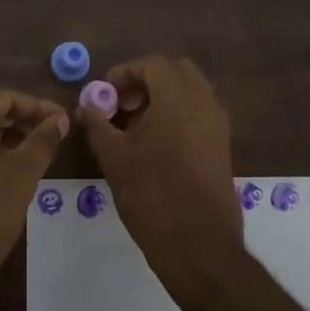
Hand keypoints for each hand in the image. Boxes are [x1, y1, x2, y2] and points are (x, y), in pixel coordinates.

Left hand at [0, 89, 68, 303]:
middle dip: (20, 119)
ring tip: (35, 152)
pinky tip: (5, 168)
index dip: (37, 107)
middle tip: (53, 135)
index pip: (4, 96)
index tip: (63, 120)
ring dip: (2, 135)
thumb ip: (42, 140)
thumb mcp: (22, 175)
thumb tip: (59, 119)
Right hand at [74, 56, 241, 290]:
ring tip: (132, 127)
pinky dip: (176, 115)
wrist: (199, 246)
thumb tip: (87, 105)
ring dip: (161, 98)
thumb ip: (98, 123)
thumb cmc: (152, 195)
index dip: (125, 72)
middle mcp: (204, 103)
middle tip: (122, 104)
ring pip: (189, 93)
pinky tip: (152, 144)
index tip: (105, 94)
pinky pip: (198, 114)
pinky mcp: (222, 147)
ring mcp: (218, 125)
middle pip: (176, 72)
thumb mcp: (114, 156)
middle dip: (146, 81)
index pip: (153, 64)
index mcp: (179, 97)